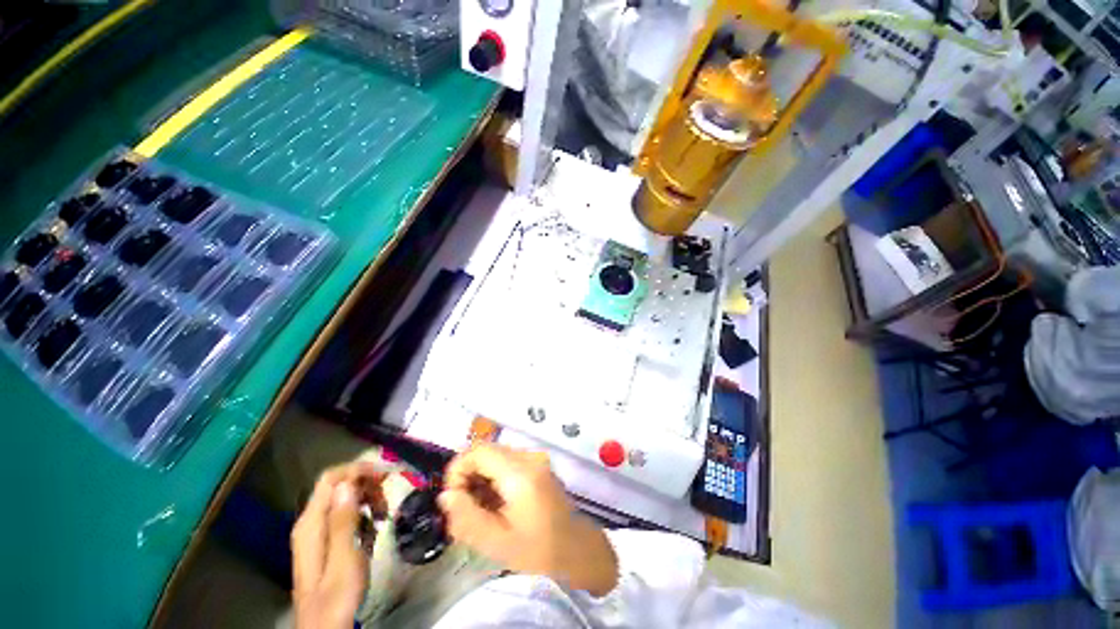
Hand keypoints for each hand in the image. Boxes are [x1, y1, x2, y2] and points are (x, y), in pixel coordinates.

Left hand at [292, 462, 385, 628]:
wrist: (325, 628)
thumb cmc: (336, 596)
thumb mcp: (344, 558)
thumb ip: (343, 520)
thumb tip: (348, 484)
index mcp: (312, 523)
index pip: (332, 478)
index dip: (359, 469)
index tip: (385, 475)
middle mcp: (311, 522)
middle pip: (340, 485)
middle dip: (367, 485)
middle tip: (388, 499)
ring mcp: (318, 532)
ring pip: (345, 499)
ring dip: (368, 500)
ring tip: (383, 517)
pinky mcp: (327, 541)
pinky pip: (346, 515)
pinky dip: (363, 516)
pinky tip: (373, 530)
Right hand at [438, 444, 617, 595]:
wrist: (576, 549)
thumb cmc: (538, 550)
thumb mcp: (497, 542)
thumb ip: (467, 518)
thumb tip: (446, 495)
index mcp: (520, 473)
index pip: (479, 450)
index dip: (459, 469)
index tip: (452, 498)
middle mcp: (529, 457)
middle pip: (487, 451)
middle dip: (468, 476)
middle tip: (463, 509)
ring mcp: (536, 458)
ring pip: (495, 456)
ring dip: (481, 478)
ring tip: (480, 510)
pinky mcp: (538, 464)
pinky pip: (507, 462)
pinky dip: (494, 478)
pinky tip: (496, 504)